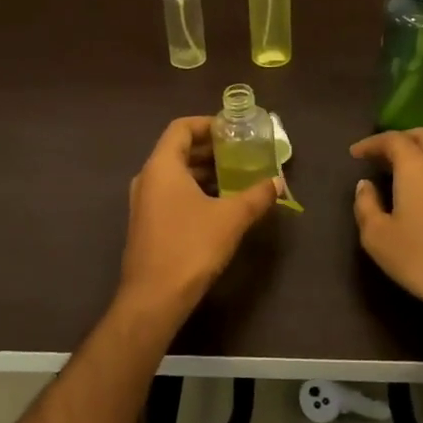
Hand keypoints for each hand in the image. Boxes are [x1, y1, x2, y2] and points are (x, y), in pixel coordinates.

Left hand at [120, 117, 277, 320]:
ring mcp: (144, 203)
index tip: (233, 130)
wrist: (154, 298)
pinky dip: (194, 191)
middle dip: (210, 149)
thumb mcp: (231, 218)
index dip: (207, 124)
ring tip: (236, 177)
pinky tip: (219, 205)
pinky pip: (171, 194)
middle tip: (241, 152)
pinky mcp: (147, 224)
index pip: (181, 128)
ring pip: (175, 175)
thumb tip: (278, 183)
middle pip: (178, 150)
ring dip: (204, 172)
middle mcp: (148, 178)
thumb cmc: (191, 247)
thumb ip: (256, 196)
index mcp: (162, 166)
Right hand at [349, 128, 422, 322]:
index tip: (355, 154)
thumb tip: (365, 185)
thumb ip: (366, 205)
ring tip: (395, 174)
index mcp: (417, 168)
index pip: (394, 140)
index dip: (372, 142)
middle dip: (400, 139)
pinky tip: (418, 196)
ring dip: (417, 155)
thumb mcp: (377, 236)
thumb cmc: (421, 259)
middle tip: (379, 154)